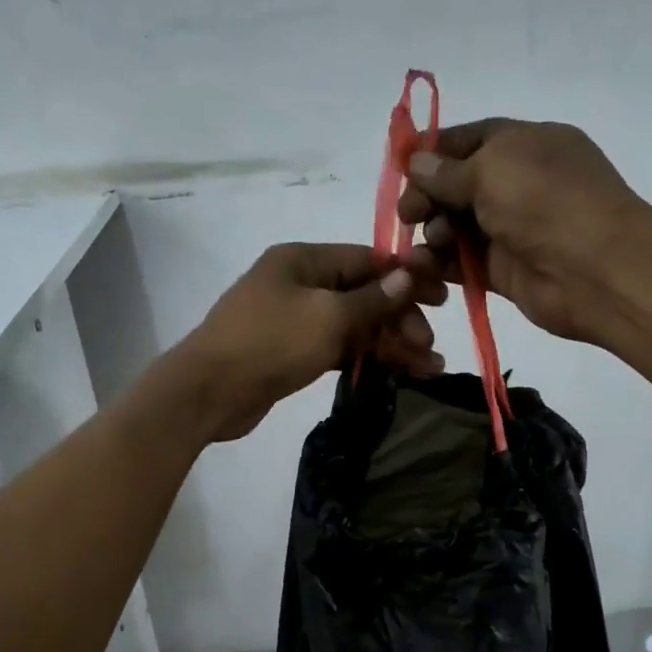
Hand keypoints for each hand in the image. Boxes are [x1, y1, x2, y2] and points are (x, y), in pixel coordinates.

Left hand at [167, 242, 446, 441]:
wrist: (209, 392)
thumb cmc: (270, 342)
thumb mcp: (327, 316)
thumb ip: (371, 300)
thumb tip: (406, 278)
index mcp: (303, 260)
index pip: (365, 259)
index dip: (405, 277)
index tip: (441, 297)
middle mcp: (300, 283)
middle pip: (362, 294)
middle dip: (400, 318)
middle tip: (429, 345)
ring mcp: (295, 320)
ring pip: (353, 325)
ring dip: (390, 343)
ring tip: (429, 368)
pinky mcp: (292, 352)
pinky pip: (338, 348)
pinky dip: (366, 358)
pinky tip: (397, 372)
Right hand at [398, 119, 651, 343]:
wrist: (595, 270)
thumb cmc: (546, 203)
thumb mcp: (492, 170)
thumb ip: (448, 171)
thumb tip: (416, 161)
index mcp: (524, 144)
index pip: (469, 140)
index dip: (433, 152)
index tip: (400, 169)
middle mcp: (518, 183)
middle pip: (457, 185)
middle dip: (428, 196)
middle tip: (409, 215)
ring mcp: (512, 228)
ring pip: (457, 226)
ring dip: (432, 232)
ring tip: (428, 244)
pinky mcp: (504, 269)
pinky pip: (463, 262)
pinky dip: (441, 263)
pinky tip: (423, 267)